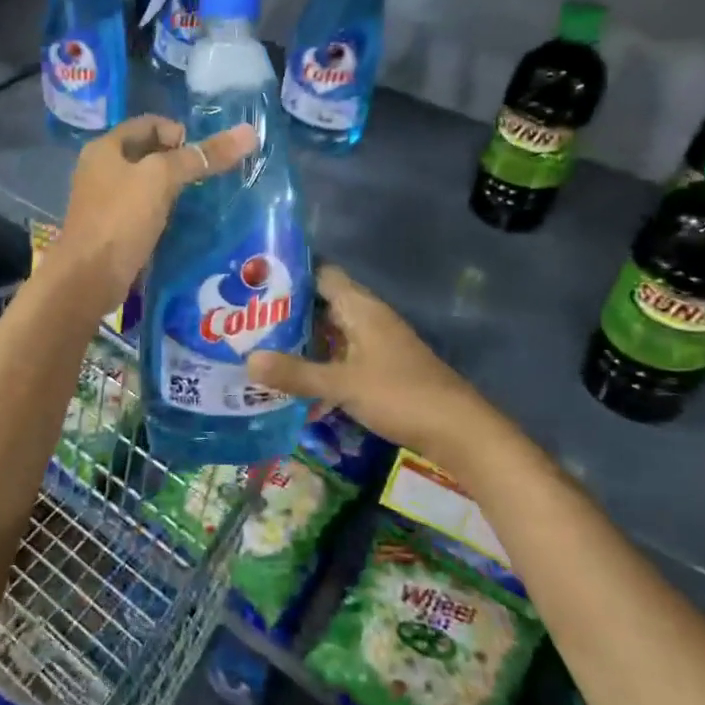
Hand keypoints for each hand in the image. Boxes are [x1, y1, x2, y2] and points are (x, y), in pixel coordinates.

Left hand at [51, 115, 256, 319]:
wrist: (88, 279)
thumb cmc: (120, 219)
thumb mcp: (162, 179)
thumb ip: (202, 157)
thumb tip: (248, 133)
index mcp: (105, 147)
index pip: (149, 124)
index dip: (179, 132)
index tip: (204, 155)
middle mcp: (100, 169)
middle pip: (148, 153)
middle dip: (180, 160)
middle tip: (209, 176)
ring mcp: (105, 201)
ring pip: (147, 184)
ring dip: (174, 188)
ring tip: (202, 199)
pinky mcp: (113, 229)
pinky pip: (144, 210)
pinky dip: (164, 211)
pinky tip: (183, 223)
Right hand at [247, 265, 488, 463]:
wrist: (458, 429)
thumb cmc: (400, 394)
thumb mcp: (343, 384)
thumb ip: (296, 373)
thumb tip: (248, 361)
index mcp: (360, 307)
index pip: (321, 274)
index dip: (290, 274)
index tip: (254, 282)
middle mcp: (367, 318)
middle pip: (322, 304)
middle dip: (287, 311)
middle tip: (245, 319)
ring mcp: (375, 343)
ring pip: (331, 332)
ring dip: (302, 340)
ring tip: (259, 346)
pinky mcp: (380, 368)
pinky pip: (341, 356)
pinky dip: (319, 363)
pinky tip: (293, 380)